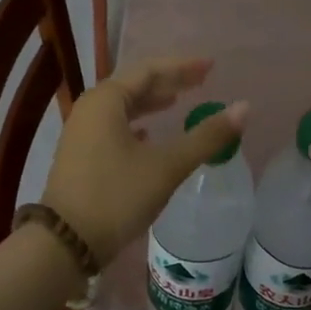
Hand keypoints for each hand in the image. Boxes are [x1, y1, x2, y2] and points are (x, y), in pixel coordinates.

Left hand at [42, 58, 248, 263]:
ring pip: (122, 107)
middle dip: (168, 82)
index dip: (182, 67)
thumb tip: (244, 108)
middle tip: (201, 82)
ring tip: (177, 102)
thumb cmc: (117, 196)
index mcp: (106, 100)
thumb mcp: (167, 166)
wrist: (65, 243)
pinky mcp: (80, 155)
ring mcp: (81, 132)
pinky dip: (136, 124)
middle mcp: (90, 108)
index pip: (150, 70)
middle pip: (134, 85)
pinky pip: (113, 127)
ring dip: (151, 103)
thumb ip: (206, 136)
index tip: (211, 66)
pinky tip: (148, 134)